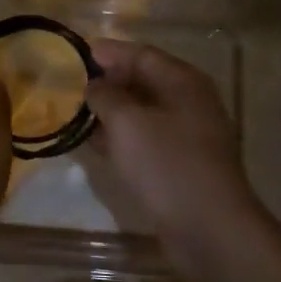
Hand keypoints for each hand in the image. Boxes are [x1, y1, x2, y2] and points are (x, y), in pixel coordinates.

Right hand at [85, 39, 265, 271]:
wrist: (209, 229)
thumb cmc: (167, 164)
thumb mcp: (127, 122)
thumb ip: (105, 95)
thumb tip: (93, 84)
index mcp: (183, 82)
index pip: (142, 54)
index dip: (109, 52)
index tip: (77, 52)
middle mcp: (189, 103)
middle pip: (144, 81)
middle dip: (108, 81)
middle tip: (71, 83)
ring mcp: (188, 136)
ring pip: (143, 112)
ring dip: (111, 111)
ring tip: (75, 111)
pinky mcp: (181, 165)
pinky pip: (145, 139)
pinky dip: (121, 136)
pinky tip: (95, 143)